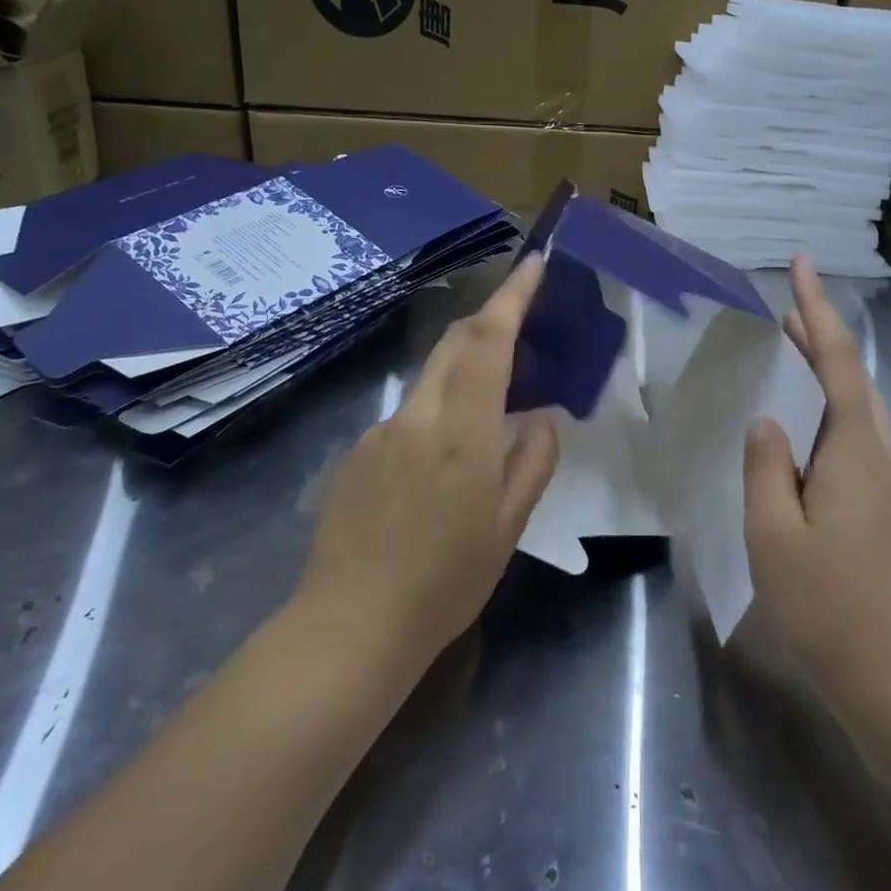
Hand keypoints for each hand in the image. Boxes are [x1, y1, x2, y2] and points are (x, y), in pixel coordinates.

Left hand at [296, 255, 559, 662]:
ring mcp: (378, 432)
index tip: (533, 264)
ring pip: (429, 383)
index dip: (512, 297)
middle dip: (488, 321)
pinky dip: (432, 421)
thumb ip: (531, 461)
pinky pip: (405, 419)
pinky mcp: (355, 454)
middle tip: (520, 324)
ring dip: (461, 378)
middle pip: (453, 345)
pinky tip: (435, 475)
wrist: (350, 625)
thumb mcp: (509, 527)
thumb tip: (540, 416)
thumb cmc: (445, 581)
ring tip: (484, 423)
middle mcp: (416, 416)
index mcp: (461, 430)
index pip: (488, 341)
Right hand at [742, 255, 890, 714]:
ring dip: (827, 381)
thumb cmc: (831, 608)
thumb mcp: (774, 536)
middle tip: (783, 314)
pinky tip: (803, 442)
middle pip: (856, 383)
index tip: (803, 266)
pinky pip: (859, 447)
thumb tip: (768, 422)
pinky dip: (831, 422)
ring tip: (789, 363)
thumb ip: (766, 469)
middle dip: (822, 342)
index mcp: (858, 453)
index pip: (840, 363)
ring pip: (861, 416)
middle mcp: (886, 460)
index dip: (818, 312)